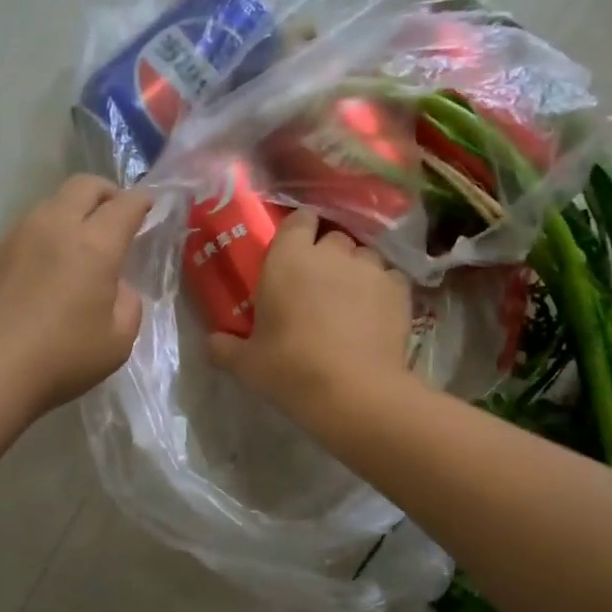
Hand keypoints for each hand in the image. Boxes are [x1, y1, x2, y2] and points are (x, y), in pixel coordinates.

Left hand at [0, 176, 151, 415]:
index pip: (124, 205)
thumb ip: (128, 304)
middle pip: (84, 186)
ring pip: (50, 204)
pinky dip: (43, 237)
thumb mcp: (117, 341)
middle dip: (106, 193)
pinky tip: (41, 270)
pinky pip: (24, 230)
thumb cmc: (60, 358)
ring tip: (76, 244)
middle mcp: (54, 227)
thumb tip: (116, 287)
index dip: (141, 201)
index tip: (149, 205)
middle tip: (114, 215)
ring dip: (71, 213)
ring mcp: (16, 236)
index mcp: (94, 245)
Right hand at [207, 208, 412, 420]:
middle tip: (318, 285)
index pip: (298, 220)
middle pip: (333, 237)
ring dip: (356, 271)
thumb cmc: (290, 368)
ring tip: (351, 300)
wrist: (353, 391)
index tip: (294, 252)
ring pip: (364, 256)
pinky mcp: (400, 289)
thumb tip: (211, 343)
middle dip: (328, 254)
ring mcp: (369, 268)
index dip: (298, 232)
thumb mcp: (246, 364)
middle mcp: (331, 252)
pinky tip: (377, 314)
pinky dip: (383, 290)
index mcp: (288, 258)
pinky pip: (390, 278)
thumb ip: (225, 347)